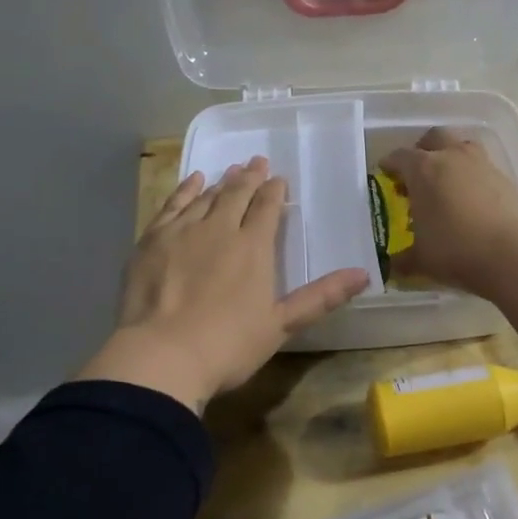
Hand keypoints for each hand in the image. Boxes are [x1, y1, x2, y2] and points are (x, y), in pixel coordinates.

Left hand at [78, 158, 370, 412]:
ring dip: (221, 182)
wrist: (162, 356)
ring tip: (230, 171)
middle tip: (256, 162)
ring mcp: (183, 231)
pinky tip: (193, 182)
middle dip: (249, 177)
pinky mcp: (152, 240)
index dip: (274, 191)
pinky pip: (173, 205)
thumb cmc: (228, 345)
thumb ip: (321, 296)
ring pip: (206, 197)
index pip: (267, 208)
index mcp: (253, 247)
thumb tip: (364, 274)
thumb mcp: (281, 324)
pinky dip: (185, 190)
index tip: (278, 179)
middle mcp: (220, 229)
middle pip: (237, 194)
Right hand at [380, 128, 517, 294]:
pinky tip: (473, 200)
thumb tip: (393, 265)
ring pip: (463, 147)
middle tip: (418, 171)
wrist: (513, 253)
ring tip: (448, 182)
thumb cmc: (455, 249)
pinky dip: (474, 178)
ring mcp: (482, 164)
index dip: (390, 165)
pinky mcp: (506, 178)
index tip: (386, 174)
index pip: (399, 157)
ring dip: (452, 157)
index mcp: (423, 169)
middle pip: (434, 137)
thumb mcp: (421, 259)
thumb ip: (404, 258)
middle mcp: (452, 157)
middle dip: (423, 149)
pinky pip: (484, 168)